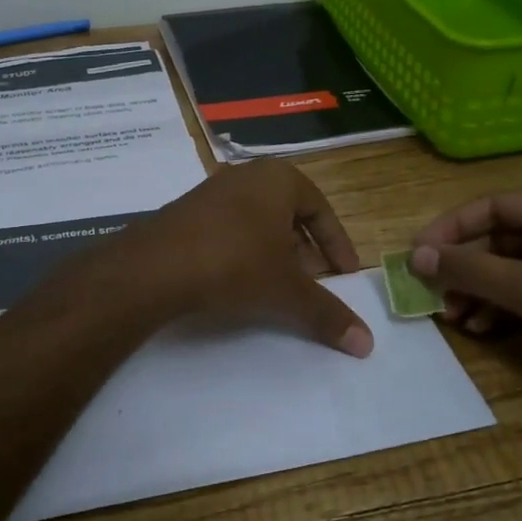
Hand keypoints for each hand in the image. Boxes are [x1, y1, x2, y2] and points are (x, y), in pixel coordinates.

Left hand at [121, 161, 373, 356]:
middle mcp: (247, 176)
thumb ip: (327, 313)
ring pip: (258, 223)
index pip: (322, 210)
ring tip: (279, 288)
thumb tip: (368, 344)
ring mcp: (212, 191)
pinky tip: (239, 282)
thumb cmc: (235, 263)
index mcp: (279, 178)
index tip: (346, 275)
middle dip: (305, 251)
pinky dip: (244, 253)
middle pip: (289, 214)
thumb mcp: (287, 290)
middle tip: (314, 283)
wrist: (154, 266)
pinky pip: (229, 229)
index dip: (337, 245)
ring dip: (274, 254)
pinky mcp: (186, 212)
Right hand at [409, 190, 521, 403]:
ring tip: (452, 317)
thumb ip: (469, 269)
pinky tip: (480, 328)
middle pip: (499, 240)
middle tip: (431, 292)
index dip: (450, 229)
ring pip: (510, 270)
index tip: (416, 255)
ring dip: (478, 291)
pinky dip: (501, 307)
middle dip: (464, 269)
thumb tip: (414, 256)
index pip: (493, 206)